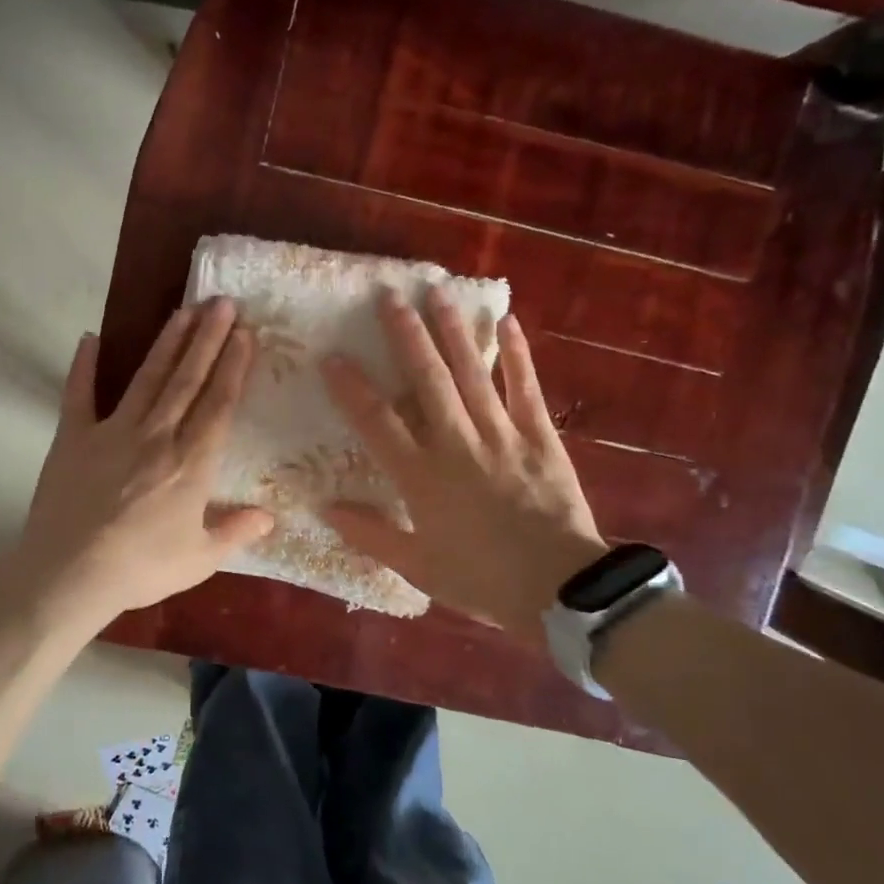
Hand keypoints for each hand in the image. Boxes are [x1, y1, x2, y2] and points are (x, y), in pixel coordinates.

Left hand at [3, 298, 273, 629]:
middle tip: (221, 302)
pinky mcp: (72, 437)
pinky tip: (89, 338)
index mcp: (191, 463)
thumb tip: (271, 516)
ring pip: (147, 378)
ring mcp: (112, 431)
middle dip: (207, 338)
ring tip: (183, 310)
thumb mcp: (199, 560)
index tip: (245, 333)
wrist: (69, 575)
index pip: (219, 404)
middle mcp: (157, 436)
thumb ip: (236, 532)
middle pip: (187, 379)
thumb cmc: (140, 568)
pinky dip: (83, 366)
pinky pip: (79, 394)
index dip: (234, 366)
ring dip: (167, 342)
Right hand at [319, 289, 605, 645]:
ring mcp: (501, 435)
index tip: (332, 357)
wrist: (558, 590)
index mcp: (421, 476)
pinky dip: (518, 355)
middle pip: (426, 379)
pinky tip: (507, 322)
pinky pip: (527, 388)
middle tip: (389, 297)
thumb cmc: (480, 579)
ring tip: (437, 293)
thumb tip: (325, 507)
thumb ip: (369, 534)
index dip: (351, 388)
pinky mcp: (540, 436)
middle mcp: (456, 443)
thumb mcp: (416, 566)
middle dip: (405, 335)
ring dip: (453, 331)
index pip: (376, 422)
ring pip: (471, 373)